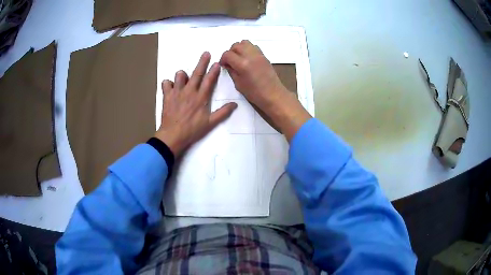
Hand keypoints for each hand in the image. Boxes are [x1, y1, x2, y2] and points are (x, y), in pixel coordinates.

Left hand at [155, 52, 236, 156]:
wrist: (173, 135)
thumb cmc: (192, 130)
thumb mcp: (210, 123)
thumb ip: (223, 112)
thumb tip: (235, 104)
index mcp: (201, 97)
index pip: (209, 81)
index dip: (214, 71)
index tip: (217, 63)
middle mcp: (189, 91)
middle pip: (196, 73)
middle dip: (202, 62)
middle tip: (206, 53)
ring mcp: (177, 92)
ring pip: (180, 76)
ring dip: (182, 74)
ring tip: (184, 77)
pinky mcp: (167, 96)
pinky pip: (166, 84)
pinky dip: (168, 84)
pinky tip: (170, 87)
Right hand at [220, 40, 310, 140]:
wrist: (273, 94)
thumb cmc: (254, 93)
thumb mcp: (238, 84)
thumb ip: (231, 71)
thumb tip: (227, 64)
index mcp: (242, 64)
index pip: (227, 54)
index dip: (223, 59)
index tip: (223, 65)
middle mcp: (250, 55)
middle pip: (236, 45)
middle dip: (230, 52)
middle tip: (230, 61)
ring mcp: (258, 54)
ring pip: (245, 42)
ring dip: (239, 48)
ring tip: (239, 58)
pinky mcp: (264, 55)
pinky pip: (253, 46)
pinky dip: (248, 49)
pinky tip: (247, 58)